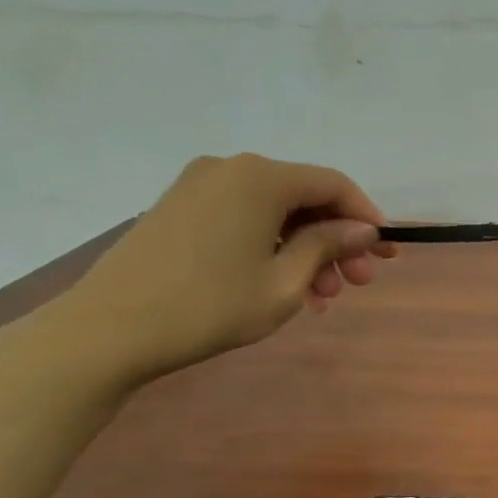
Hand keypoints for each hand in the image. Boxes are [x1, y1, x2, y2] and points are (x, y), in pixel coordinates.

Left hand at [46, 153, 394, 386]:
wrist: (111, 328)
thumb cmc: (211, 306)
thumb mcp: (285, 282)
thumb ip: (328, 246)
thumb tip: (363, 229)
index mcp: (260, 178)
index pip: (333, 185)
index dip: (365, 217)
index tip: (386, 252)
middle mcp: (231, 169)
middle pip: (304, 197)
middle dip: (337, 240)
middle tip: (357, 284)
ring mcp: (200, 186)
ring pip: (276, 212)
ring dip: (307, 250)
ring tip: (321, 298)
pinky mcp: (181, 208)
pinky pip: (246, 218)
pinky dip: (274, 247)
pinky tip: (285, 285)